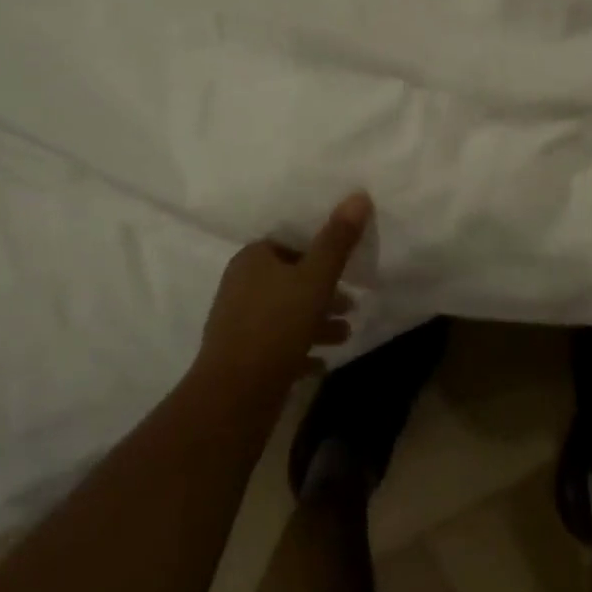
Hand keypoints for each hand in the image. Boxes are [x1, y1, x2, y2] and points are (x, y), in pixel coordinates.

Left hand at [196, 192, 369, 401]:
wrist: (234, 397)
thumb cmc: (277, 325)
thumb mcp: (316, 278)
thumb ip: (337, 239)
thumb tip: (358, 195)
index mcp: (253, 259)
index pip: (290, 244)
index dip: (319, 251)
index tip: (345, 264)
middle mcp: (240, 285)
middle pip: (290, 280)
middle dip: (323, 291)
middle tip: (352, 303)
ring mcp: (237, 323)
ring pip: (286, 314)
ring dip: (316, 322)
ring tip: (346, 334)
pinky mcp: (241, 358)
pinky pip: (277, 346)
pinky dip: (300, 350)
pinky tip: (322, 363)